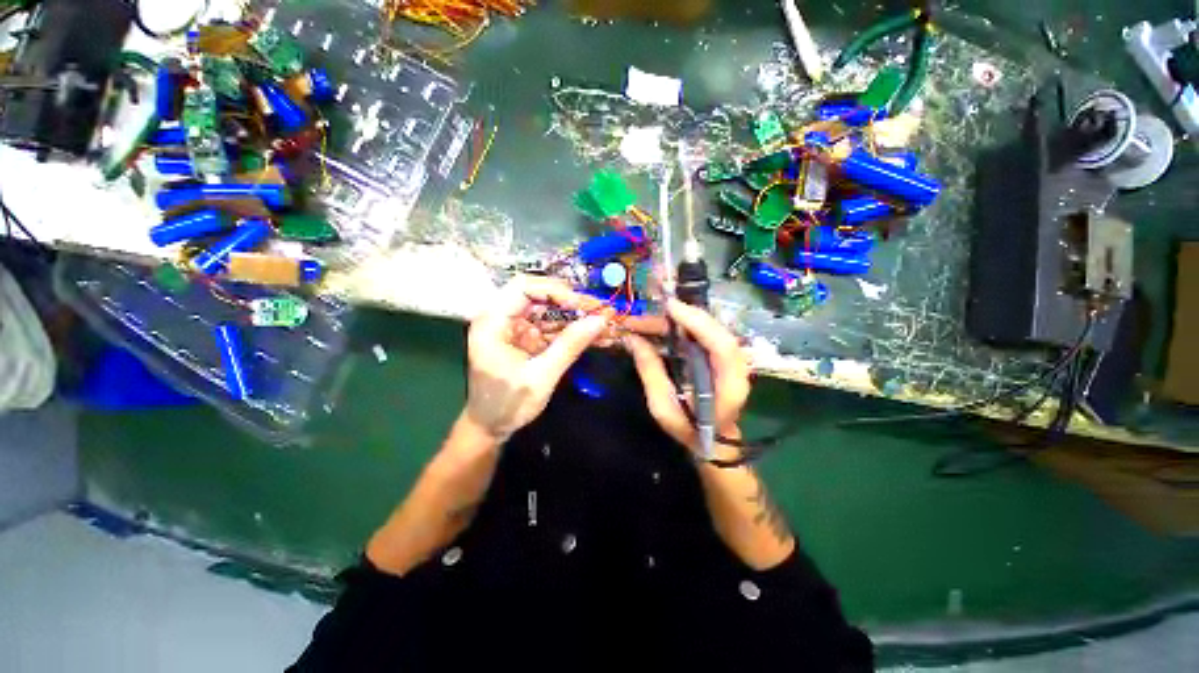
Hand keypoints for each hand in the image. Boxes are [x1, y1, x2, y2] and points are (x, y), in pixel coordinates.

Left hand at [464, 276, 611, 440]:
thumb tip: (600, 320)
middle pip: (539, 297)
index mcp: (493, 322)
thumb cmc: (507, 405)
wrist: (490, 428)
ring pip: (550, 312)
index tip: (583, 305)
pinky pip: (552, 328)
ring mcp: (515, 328)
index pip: (523, 287)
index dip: (555, 290)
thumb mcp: (541, 376)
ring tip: (604, 325)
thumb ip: (570, 346)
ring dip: (576, 319)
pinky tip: (594, 336)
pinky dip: (572, 332)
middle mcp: (502, 318)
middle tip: (600, 312)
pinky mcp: (527, 339)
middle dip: (572, 304)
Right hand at [624, 299, 750, 449]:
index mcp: (730, 385)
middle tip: (650, 313)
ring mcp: (730, 358)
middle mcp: (737, 366)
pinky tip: (662, 326)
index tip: (671, 308)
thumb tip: (632, 339)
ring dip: (679, 320)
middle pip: (715, 330)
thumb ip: (650, 371)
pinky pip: (703, 333)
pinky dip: (683, 326)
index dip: (698, 323)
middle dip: (682, 317)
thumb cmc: (688, 429)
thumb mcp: (662, 407)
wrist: (712, 440)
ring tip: (647, 321)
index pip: (722, 345)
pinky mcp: (720, 355)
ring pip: (708, 328)